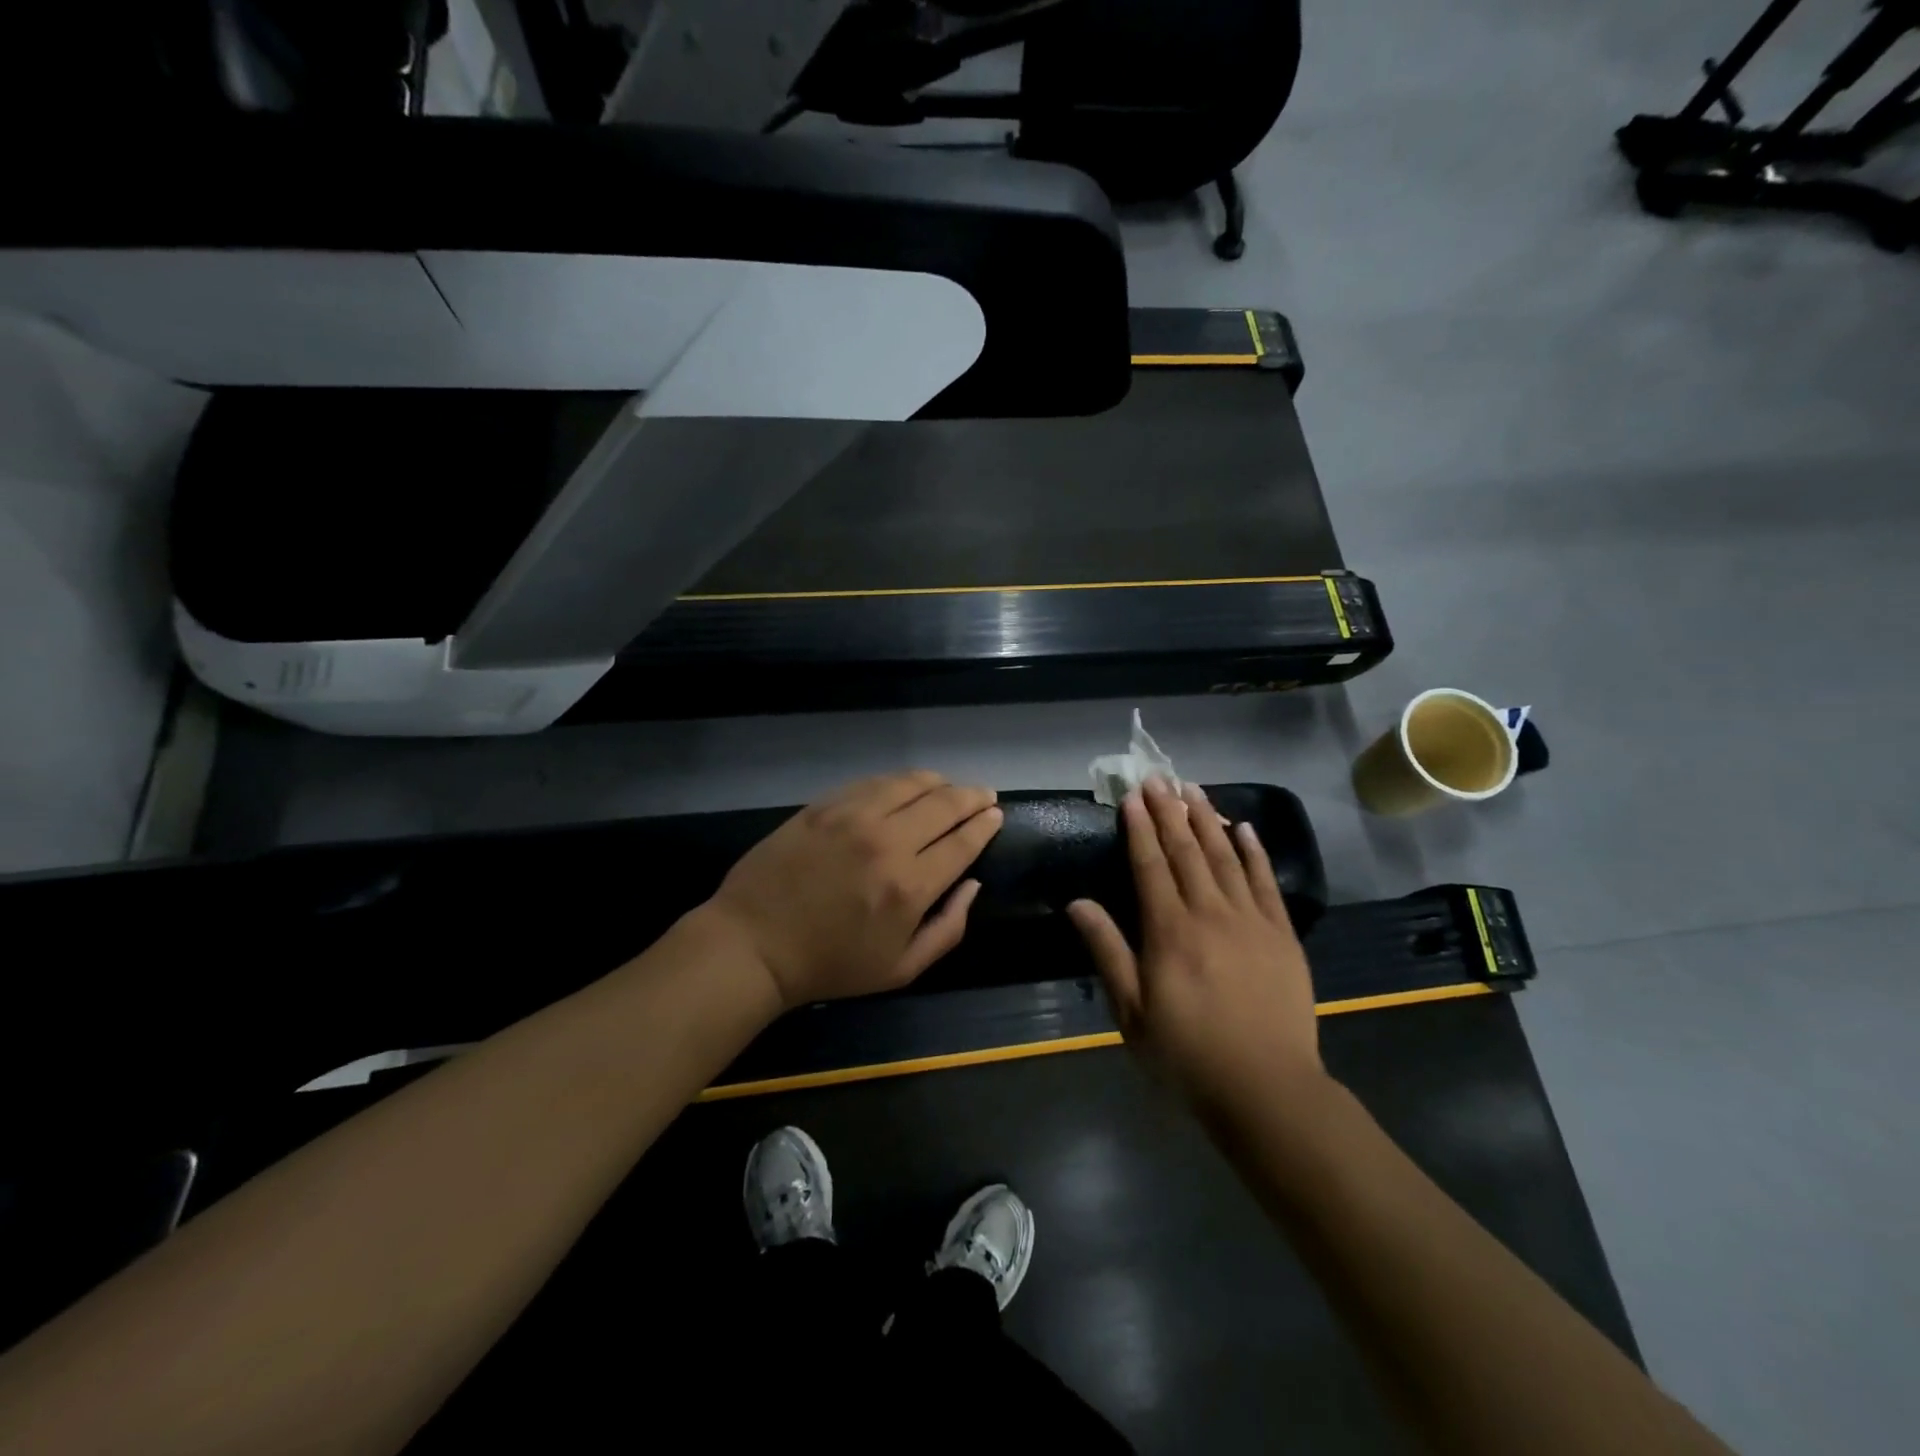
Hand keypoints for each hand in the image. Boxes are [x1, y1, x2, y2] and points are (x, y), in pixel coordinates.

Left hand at [707, 771, 1003, 1009]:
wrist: (754, 943)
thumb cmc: (830, 965)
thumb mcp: (901, 969)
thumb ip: (948, 929)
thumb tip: (973, 885)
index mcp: (910, 886)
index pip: (963, 841)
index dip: (985, 824)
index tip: (995, 815)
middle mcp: (887, 842)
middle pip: (944, 804)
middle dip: (972, 796)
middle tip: (983, 795)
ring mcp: (852, 817)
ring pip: (910, 783)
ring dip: (938, 782)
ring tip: (949, 787)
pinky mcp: (824, 805)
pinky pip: (873, 782)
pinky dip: (899, 781)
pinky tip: (905, 787)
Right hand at [1067, 777, 1322, 1113]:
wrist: (1266, 1088)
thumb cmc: (1187, 1053)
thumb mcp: (1132, 1012)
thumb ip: (1107, 951)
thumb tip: (1077, 903)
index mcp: (1169, 931)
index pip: (1150, 865)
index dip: (1139, 828)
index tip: (1132, 797)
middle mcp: (1209, 913)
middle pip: (1186, 851)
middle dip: (1169, 811)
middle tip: (1158, 778)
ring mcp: (1251, 920)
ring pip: (1225, 857)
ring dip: (1207, 819)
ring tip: (1193, 788)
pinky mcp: (1282, 934)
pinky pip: (1265, 882)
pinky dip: (1254, 852)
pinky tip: (1244, 828)